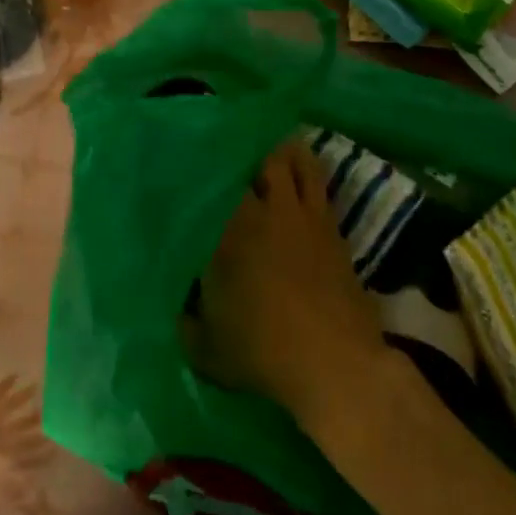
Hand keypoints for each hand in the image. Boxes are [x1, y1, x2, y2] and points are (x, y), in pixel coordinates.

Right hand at [183, 141, 389, 431]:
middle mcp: (265, 211)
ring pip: (293, 161)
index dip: (201, 173)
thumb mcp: (206, 349)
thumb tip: (181, 310)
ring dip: (279, 154)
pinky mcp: (332, 226)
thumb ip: (187, 324)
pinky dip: (305, 172)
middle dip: (242, 156)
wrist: (334, 362)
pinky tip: (297, 175)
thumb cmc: (262, 352)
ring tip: (267, 152)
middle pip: (255, 161)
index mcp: (228, 230)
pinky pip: (317, 184)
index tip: (190, 170)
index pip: (211, 186)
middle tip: (230, 160)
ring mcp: (303, 215)